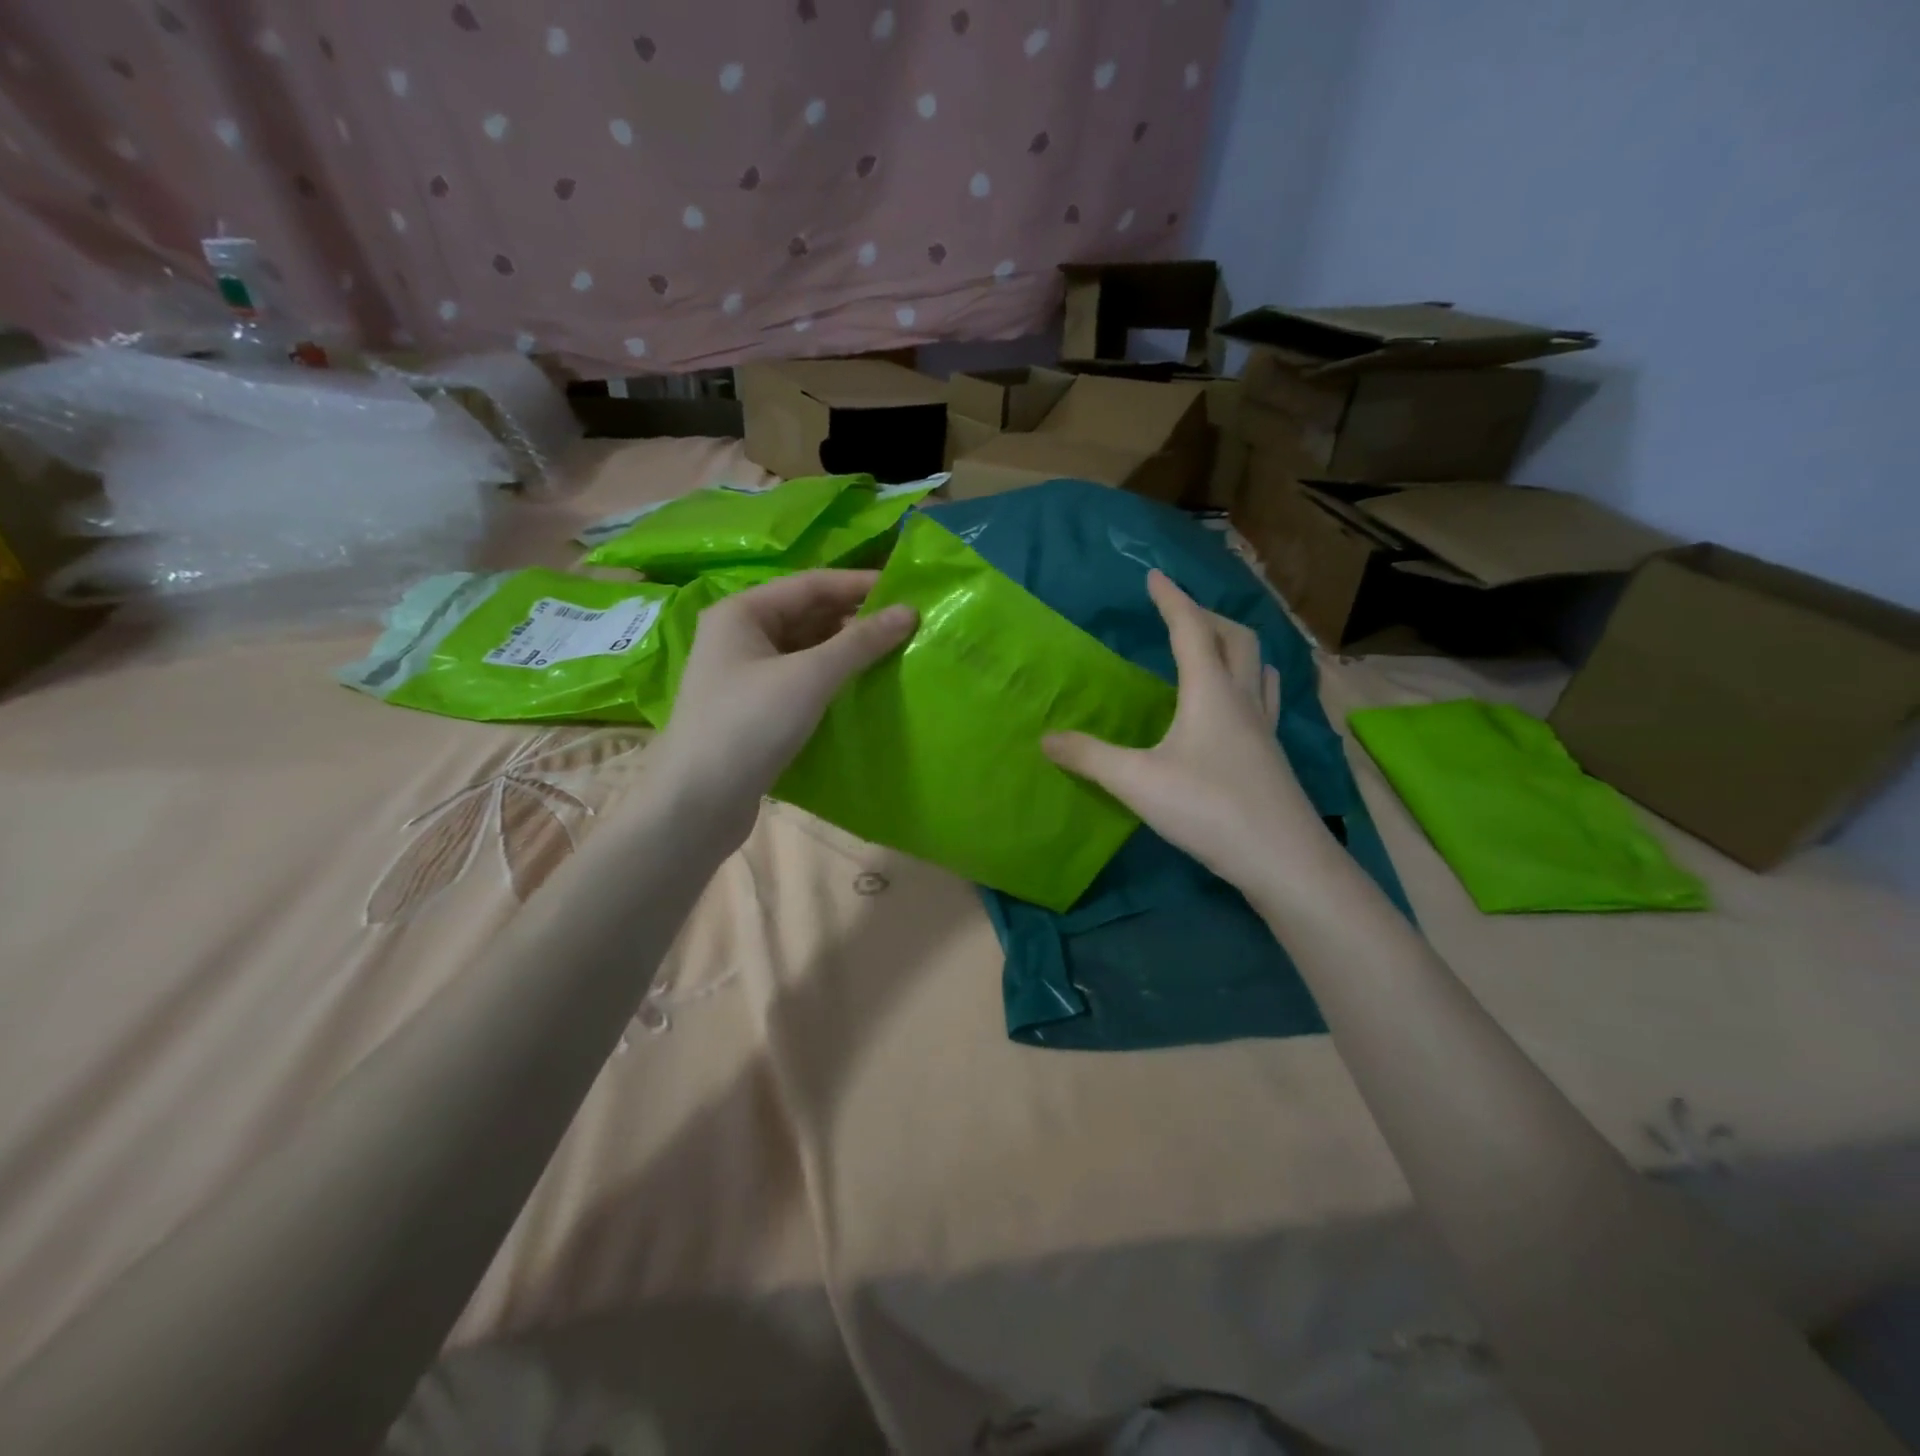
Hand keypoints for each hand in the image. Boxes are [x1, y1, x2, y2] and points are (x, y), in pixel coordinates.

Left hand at [650, 570, 915, 846]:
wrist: (696, 803)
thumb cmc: (749, 725)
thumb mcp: (809, 677)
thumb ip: (860, 642)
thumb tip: (908, 611)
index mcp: (742, 612)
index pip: (811, 584)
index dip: (859, 584)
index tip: (907, 591)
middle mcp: (739, 635)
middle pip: (807, 614)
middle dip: (854, 618)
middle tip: (906, 625)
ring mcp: (744, 674)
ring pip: (804, 649)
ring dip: (844, 650)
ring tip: (893, 653)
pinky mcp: (753, 709)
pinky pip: (799, 680)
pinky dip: (830, 679)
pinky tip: (860, 688)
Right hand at [1044, 571, 1329, 890]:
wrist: (1283, 859)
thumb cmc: (1208, 809)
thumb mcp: (1137, 782)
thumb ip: (1089, 757)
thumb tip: (1046, 739)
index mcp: (1210, 691)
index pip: (1191, 629)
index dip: (1171, 599)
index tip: (1154, 576)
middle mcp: (1243, 699)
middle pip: (1236, 638)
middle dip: (1207, 616)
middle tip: (1179, 613)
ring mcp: (1264, 727)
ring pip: (1257, 666)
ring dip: (1234, 645)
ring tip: (1212, 648)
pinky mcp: (1272, 754)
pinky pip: (1263, 698)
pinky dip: (1247, 681)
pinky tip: (1236, 704)